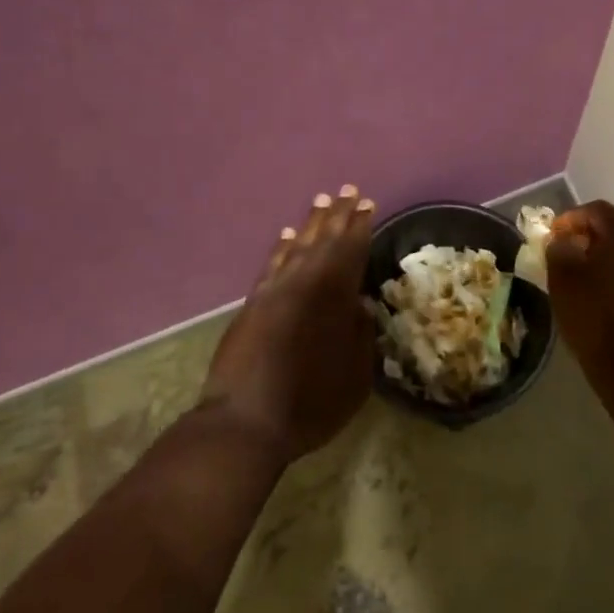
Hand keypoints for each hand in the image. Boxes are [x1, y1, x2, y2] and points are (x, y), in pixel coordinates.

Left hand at [200, 186, 377, 465]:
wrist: (245, 422)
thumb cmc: (310, 405)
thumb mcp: (354, 378)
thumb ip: (360, 336)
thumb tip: (360, 305)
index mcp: (334, 299)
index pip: (351, 252)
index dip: (361, 227)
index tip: (368, 205)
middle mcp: (304, 285)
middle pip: (325, 241)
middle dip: (339, 215)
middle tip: (349, 191)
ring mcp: (275, 291)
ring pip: (297, 246)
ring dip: (312, 223)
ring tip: (322, 201)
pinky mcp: (253, 303)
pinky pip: (272, 264)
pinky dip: (281, 246)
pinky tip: (287, 234)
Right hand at [546, 201, 613, 386]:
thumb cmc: (596, 320)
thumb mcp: (563, 283)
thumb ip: (558, 251)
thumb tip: (561, 241)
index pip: (595, 210)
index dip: (570, 219)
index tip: (552, 236)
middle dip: (593, 230)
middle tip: (570, 247)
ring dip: (610, 249)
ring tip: (587, 269)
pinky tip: (608, 288)